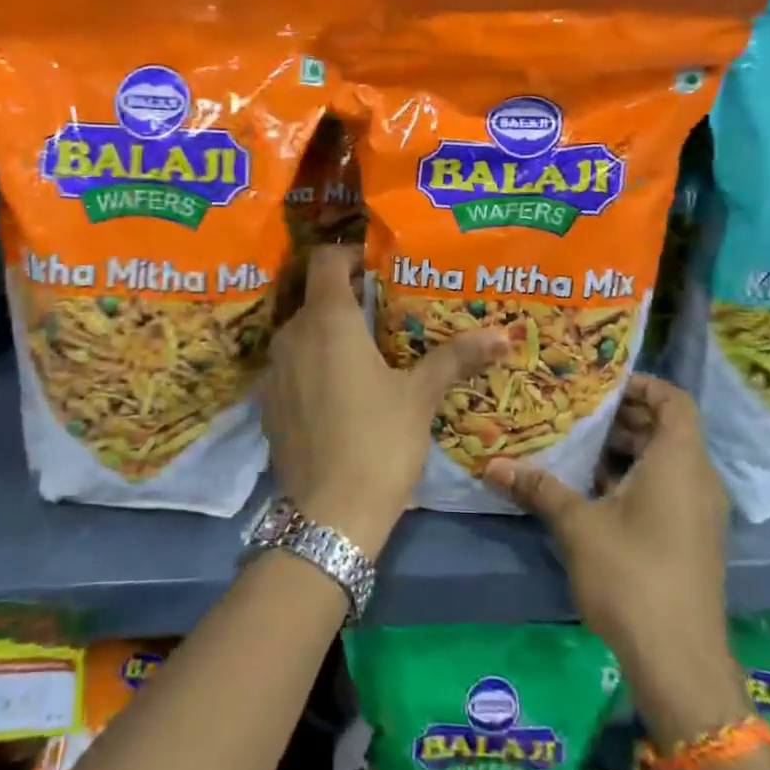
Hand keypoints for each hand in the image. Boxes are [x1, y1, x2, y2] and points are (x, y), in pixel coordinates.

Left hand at [260, 245, 506, 555]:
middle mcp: (292, 336)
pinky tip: (338, 393)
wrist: (330, 514)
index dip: (349, 255)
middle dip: (347, 298)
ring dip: (328, 334)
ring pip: (301, 334)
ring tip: (366, 353)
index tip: (377, 266)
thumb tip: (501, 335)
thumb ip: (456, 357)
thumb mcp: (420, 396)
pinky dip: (312, 366)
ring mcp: (274, 371)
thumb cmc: (379, 441)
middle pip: (315, 298)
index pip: (325, 260)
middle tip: (384, 312)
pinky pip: (290, 368)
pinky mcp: (267, 404)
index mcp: (328, 321)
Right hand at [483, 375, 742, 737]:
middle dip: (622, 417)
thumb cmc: (631, 575)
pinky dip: (633, 478)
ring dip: (624, 450)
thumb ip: (538, 488)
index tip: (598, 385)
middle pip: (667, 429)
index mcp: (679, 462)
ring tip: (575, 446)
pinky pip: (665, 488)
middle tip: (574, 412)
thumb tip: (492, 465)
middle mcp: (697, 479)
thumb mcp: (578, 525)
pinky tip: (590, 489)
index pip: (674, 400)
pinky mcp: (691, 538)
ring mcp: (698, 512)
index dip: (641, 385)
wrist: (678, 660)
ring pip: (664, 461)